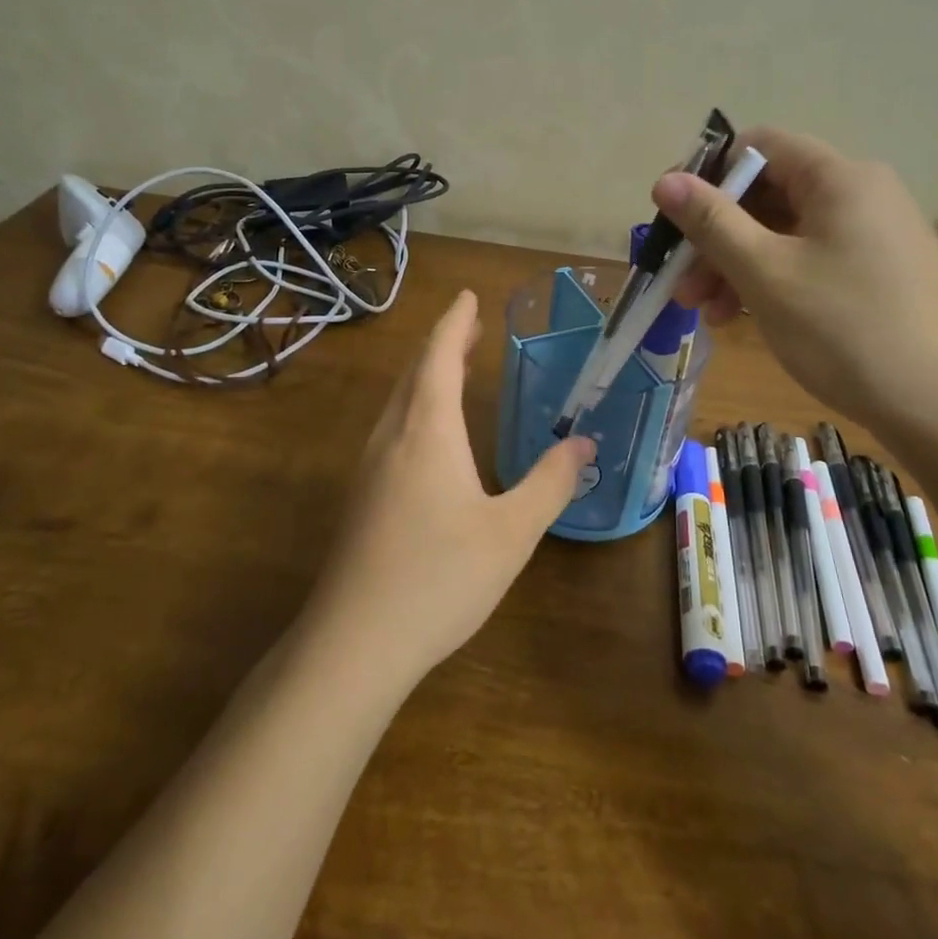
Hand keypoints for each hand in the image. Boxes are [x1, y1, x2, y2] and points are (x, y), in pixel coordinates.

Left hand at [303, 289, 595, 687]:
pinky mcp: (361, 497)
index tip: (469, 296)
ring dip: (426, 375)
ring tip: (451, 369)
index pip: (440, 356)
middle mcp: (392, 436)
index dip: (456, 322)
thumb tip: (582, 442)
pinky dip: (414, 407)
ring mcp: (369, 467)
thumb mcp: (512, 532)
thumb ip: (550, 483)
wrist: (354, 642)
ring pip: (398, 401)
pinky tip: (427, 436)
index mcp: (427, 430)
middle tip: (469, 327)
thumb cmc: (440, 577)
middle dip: (443, 344)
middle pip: (415, 373)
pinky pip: (391, 428)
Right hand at [654, 127, 937, 443]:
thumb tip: (665, 180)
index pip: (760, 146)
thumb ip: (711, 222)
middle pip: (768, 194)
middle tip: (683, 284)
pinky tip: (744, 319)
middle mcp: (862, 194)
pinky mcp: (880, 274)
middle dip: (716, 236)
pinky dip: (771, 281)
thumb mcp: (765, 274)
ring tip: (707, 313)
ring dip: (737, 265)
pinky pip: (810, 260)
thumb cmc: (846, 330)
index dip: (708, 174)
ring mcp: (875, 236)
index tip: (671, 218)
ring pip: (785, 233)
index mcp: (839, 178)